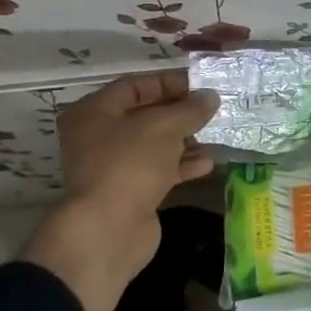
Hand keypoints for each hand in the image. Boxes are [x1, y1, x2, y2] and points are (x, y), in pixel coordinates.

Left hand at [19, 70, 219, 310]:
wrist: (109, 229)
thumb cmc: (130, 164)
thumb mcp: (164, 127)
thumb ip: (190, 109)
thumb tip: (210, 96)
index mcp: (95, 112)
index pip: (135, 85)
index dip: (169, 82)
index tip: (202, 83)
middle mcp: (99, 136)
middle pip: (145, 115)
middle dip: (180, 111)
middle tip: (213, 107)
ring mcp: (114, 166)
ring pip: (155, 144)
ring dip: (185, 139)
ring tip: (216, 133)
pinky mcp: (130, 191)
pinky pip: (159, 170)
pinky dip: (182, 165)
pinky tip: (208, 163)